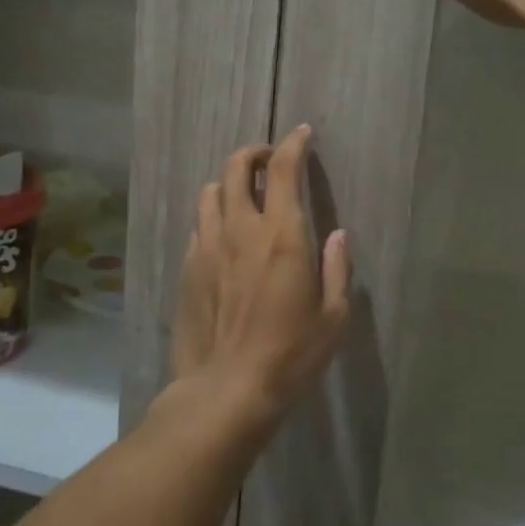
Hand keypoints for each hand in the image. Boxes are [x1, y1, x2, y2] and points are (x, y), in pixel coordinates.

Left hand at [171, 125, 350, 433]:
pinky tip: (223, 237)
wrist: (226, 391)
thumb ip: (336, 269)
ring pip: (210, 192)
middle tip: (268, 160)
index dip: (293, 144)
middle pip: (236, 168)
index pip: (283, 169)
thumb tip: (337, 235)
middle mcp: (241, 229)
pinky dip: (213, 218)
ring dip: (228, 183)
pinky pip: (198, 226)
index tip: (302, 134)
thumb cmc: (291, 355)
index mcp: (282, 235)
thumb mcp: (333, 317)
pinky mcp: (188, 269)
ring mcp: (208, 247)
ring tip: (243, 196)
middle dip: (254, 153)